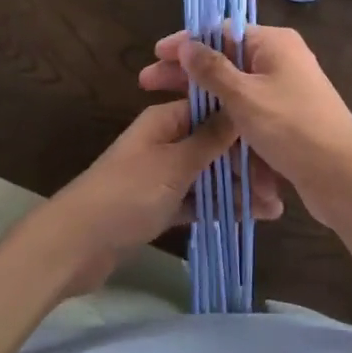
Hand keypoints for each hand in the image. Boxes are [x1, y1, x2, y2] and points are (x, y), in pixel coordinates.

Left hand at [43, 99, 283, 296]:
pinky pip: (198, 199)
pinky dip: (220, 207)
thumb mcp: (175, 163)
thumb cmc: (127, 194)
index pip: (214, 111)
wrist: (75, 245)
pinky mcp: (159, 204)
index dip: (244, 127)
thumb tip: (241, 107)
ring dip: (238, 188)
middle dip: (246, 164)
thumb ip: (210, 138)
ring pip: (210, 174)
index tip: (275, 146)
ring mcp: (163, 174)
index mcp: (167, 119)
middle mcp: (167, 140)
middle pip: (215, 144)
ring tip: (272, 209)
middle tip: (276, 189)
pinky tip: (248, 218)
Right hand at [140, 26, 351, 224]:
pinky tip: (198, 132)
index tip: (155, 56)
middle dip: (188, 72)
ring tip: (168, 109)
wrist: (344, 176)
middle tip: (148, 84)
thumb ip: (213, 69)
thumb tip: (187, 43)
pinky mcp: (286, 118)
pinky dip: (226, 118)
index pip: (222, 32)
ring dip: (204, 97)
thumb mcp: (245, 97)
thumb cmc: (293, 128)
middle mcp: (280, 60)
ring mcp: (284, 90)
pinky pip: (248, 111)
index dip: (187, 43)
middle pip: (226, 59)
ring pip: (235, 88)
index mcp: (274, 43)